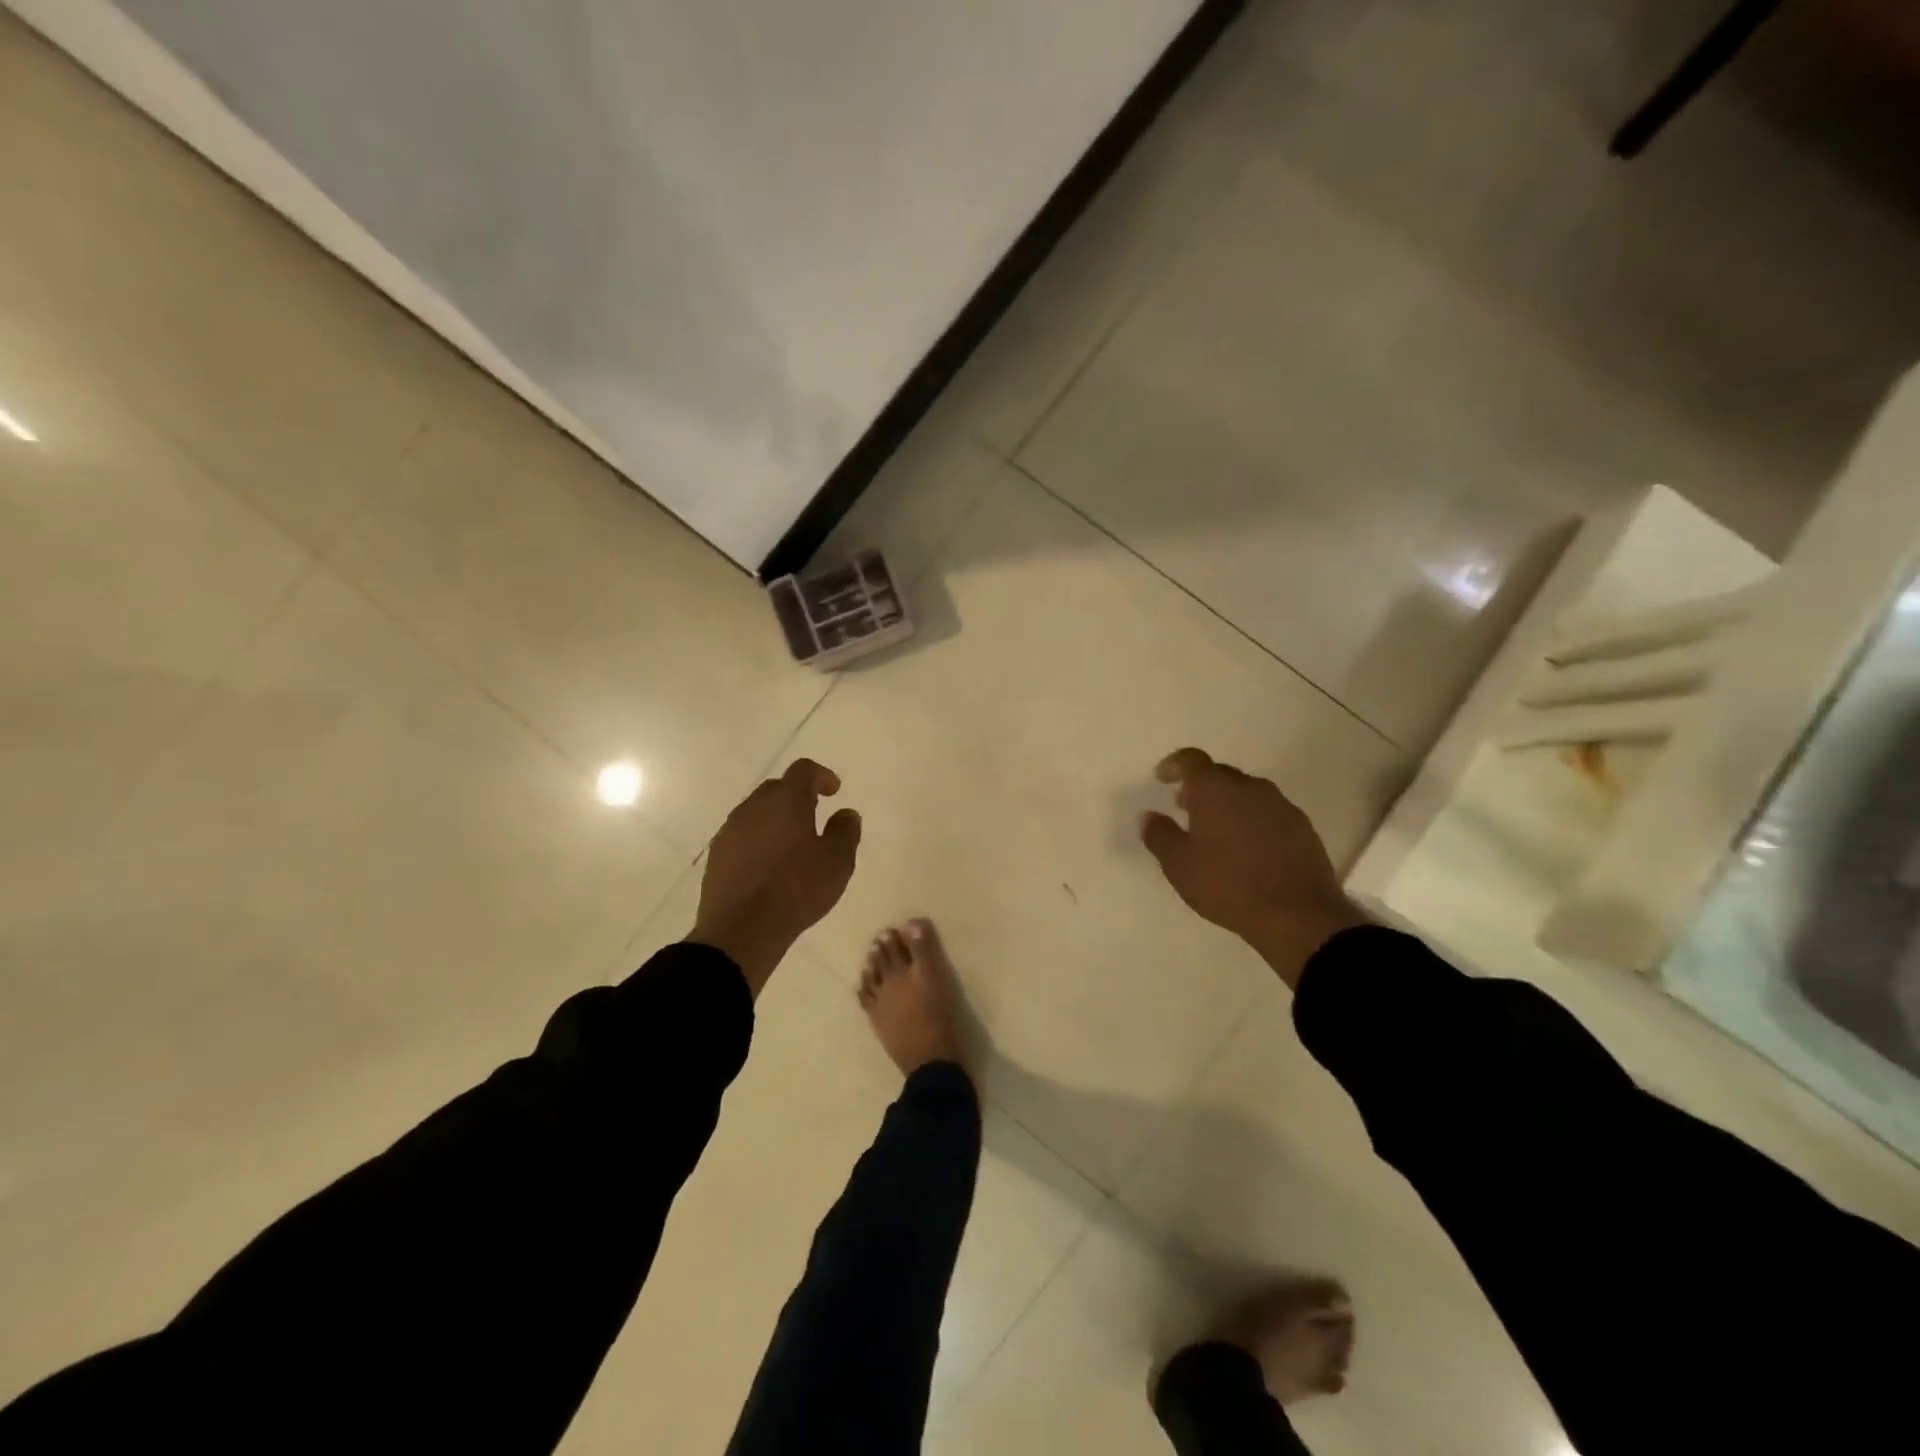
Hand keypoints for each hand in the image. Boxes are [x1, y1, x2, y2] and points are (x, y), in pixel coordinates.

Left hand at [692, 759, 861, 994]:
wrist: (741, 930)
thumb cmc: (797, 889)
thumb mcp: (838, 862)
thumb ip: (846, 831)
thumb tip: (846, 813)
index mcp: (786, 801)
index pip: (803, 770)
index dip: (821, 775)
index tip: (833, 791)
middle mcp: (754, 807)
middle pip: (776, 788)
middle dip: (796, 796)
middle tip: (814, 816)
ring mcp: (730, 830)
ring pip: (756, 812)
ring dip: (775, 819)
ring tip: (791, 844)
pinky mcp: (716, 856)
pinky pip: (742, 835)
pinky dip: (758, 840)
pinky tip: (768, 865)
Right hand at [1140, 748, 1368, 987]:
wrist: (1299, 914)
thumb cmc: (1228, 885)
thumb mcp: (1179, 865)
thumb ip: (1160, 835)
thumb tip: (1149, 816)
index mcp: (1216, 789)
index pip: (1191, 759)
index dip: (1174, 765)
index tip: (1162, 779)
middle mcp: (1250, 787)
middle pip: (1220, 774)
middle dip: (1200, 786)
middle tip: (1185, 808)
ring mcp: (1281, 806)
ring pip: (1247, 793)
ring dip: (1228, 804)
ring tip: (1216, 831)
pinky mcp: (1303, 828)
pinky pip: (1269, 813)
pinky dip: (1252, 821)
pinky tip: (1247, 849)